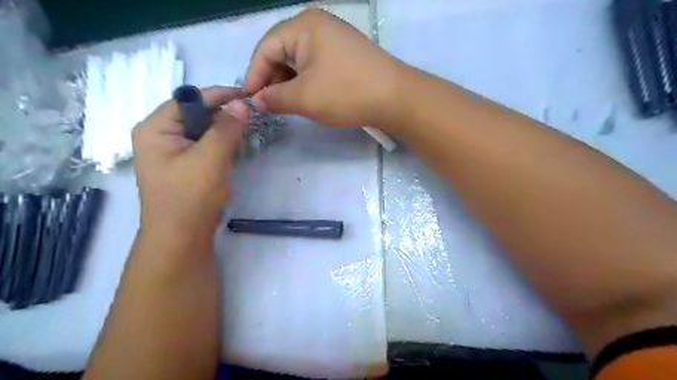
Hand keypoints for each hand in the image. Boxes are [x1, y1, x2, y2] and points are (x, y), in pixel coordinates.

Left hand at [130, 88, 249, 238]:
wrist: (182, 238)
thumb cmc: (191, 196)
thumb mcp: (210, 159)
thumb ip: (226, 129)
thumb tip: (243, 104)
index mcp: (155, 129)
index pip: (188, 99)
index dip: (218, 95)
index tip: (247, 95)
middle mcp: (159, 136)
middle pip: (195, 114)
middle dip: (222, 114)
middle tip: (249, 117)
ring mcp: (171, 152)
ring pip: (202, 130)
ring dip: (223, 130)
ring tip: (243, 133)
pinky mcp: (184, 166)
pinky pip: (204, 146)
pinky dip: (220, 144)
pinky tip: (233, 149)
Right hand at [246, 8, 403, 126]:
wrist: (396, 98)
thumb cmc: (347, 93)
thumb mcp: (304, 98)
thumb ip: (274, 98)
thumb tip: (256, 100)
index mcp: (303, 26)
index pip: (265, 49)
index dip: (254, 76)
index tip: (250, 101)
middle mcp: (317, 25)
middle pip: (281, 51)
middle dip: (272, 79)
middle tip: (271, 105)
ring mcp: (333, 38)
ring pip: (298, 60)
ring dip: (289, 82)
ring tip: (289, 104)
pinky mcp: (345, 53)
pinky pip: (315, 65)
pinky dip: (306, 81)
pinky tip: (308, 97)